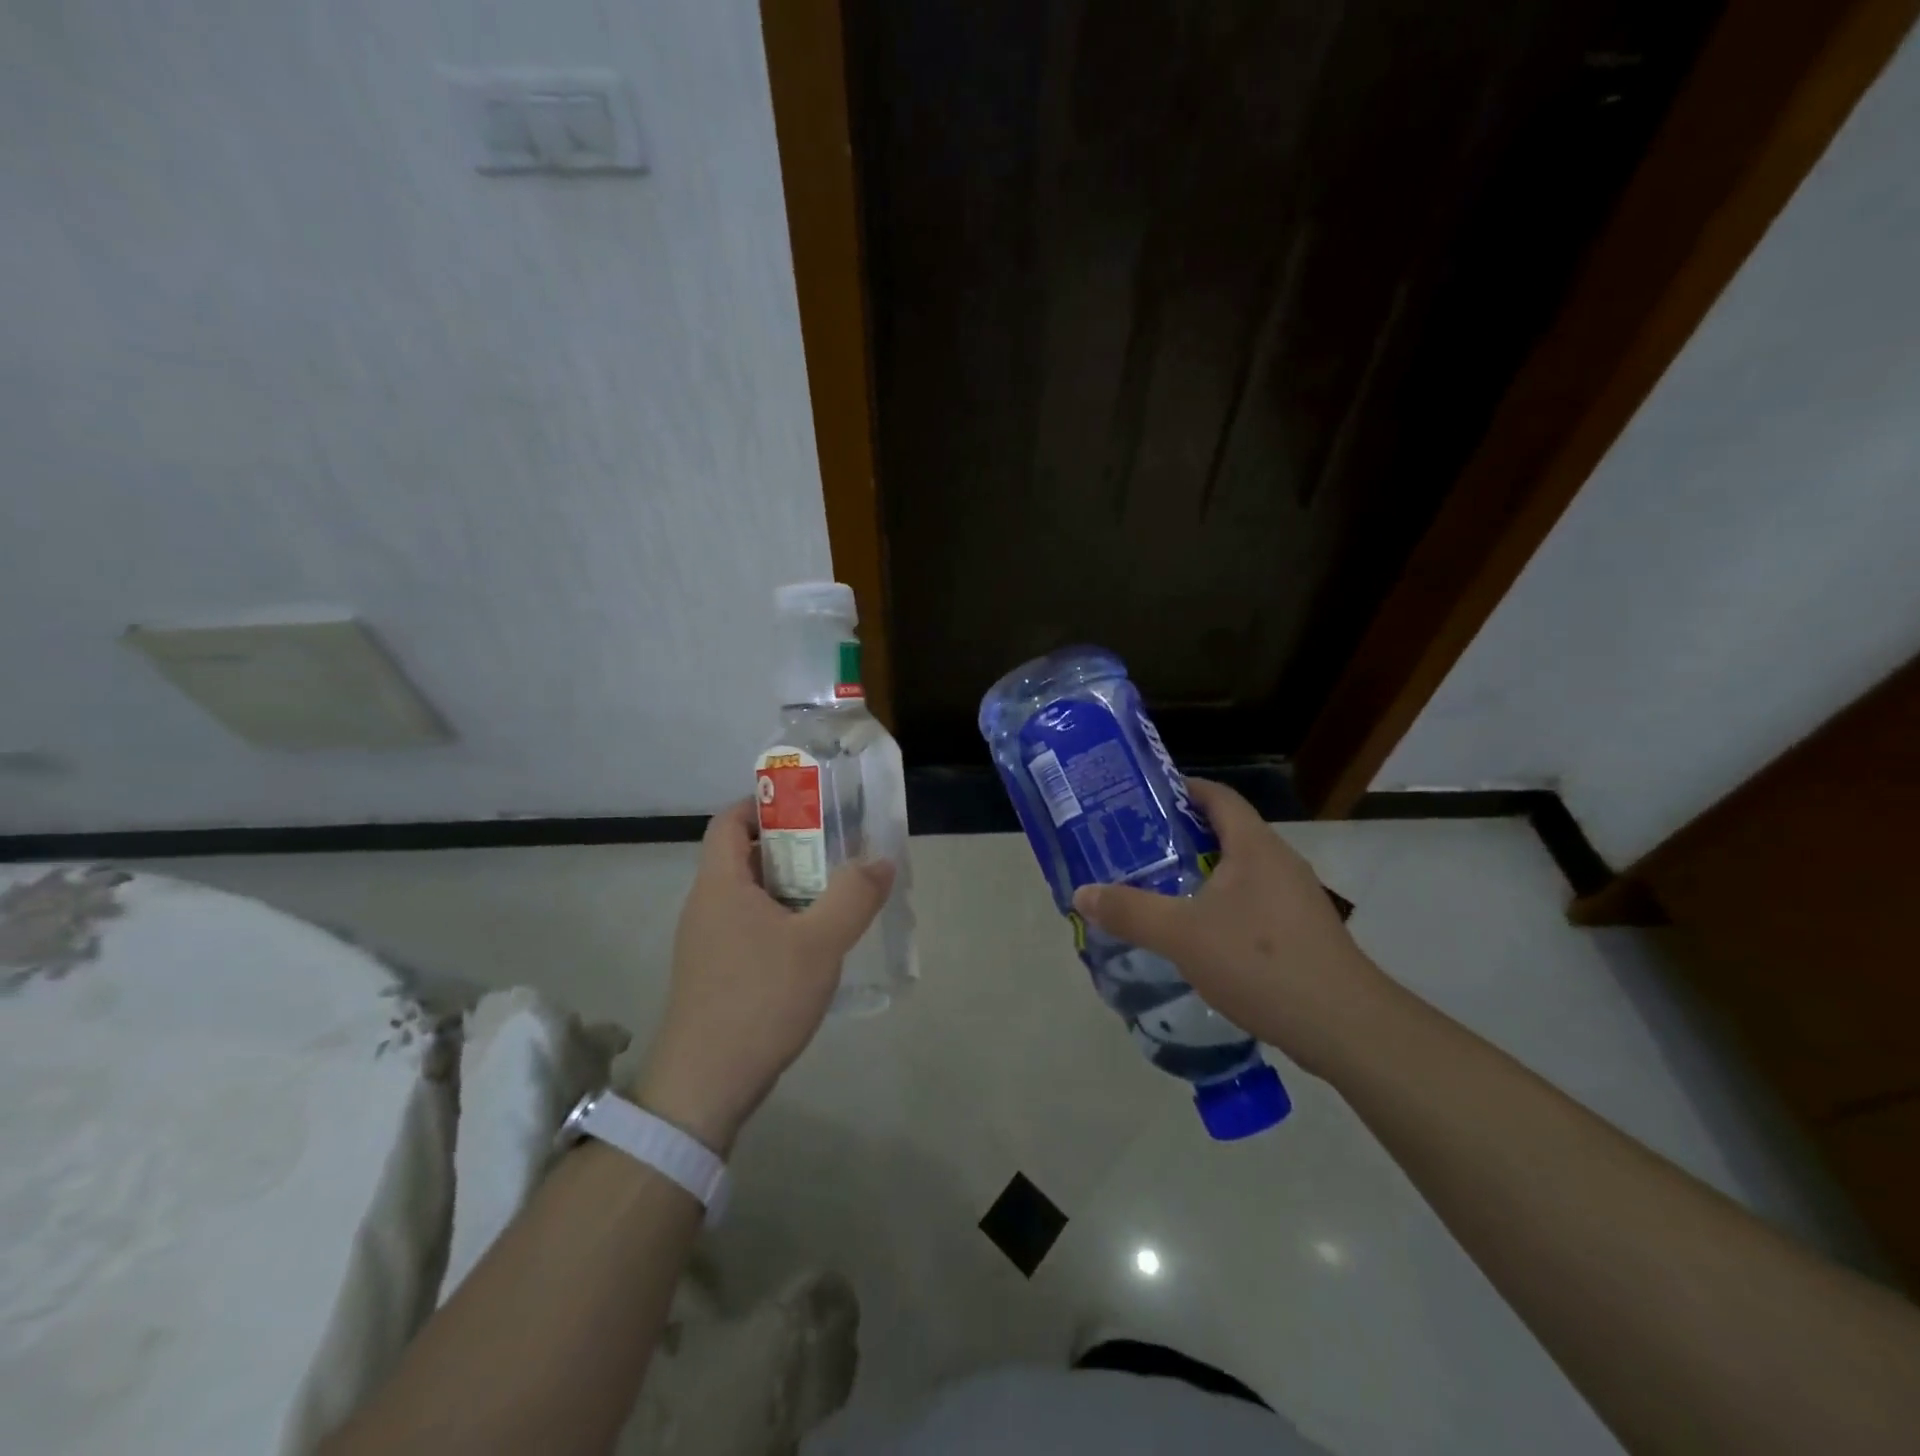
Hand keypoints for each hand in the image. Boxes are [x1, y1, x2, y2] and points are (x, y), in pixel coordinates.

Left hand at [633, 800, 894, 1152]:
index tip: (808, 807)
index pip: (729, 820)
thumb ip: (854, 896)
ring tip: (834, 894)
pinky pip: (748, 927)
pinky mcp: (714, 974)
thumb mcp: (820, 944)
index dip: (764, 804)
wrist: (704, 1086)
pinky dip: (780, 920)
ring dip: (789, 886)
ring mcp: (706, 943)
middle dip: (790, 846)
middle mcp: (705, 905)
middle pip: (743, 856)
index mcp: (720, 884)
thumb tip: (880, 860)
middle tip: (836, 850)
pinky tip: (813, 944)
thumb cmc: (759, 999)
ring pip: (748, 895)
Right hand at [1071, 779, 1390, 1077]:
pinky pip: (1251, 903)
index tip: (1141, 800)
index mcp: (1254, 845)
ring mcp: (1294, 898)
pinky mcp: (1301, 932)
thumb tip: (1082, 893)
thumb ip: (1129, 911)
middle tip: (1135, 849)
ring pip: (1238, 872)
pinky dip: (1220, 907)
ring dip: (1199, 876)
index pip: (1217, 796)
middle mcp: (1278, 861)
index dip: (1180, 790)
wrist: (1343, 1026)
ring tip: (1157, 891)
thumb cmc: (1260, 962)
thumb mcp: (1181, 935)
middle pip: (1225, 832)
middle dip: (1179, 837)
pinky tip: (1196, 937)